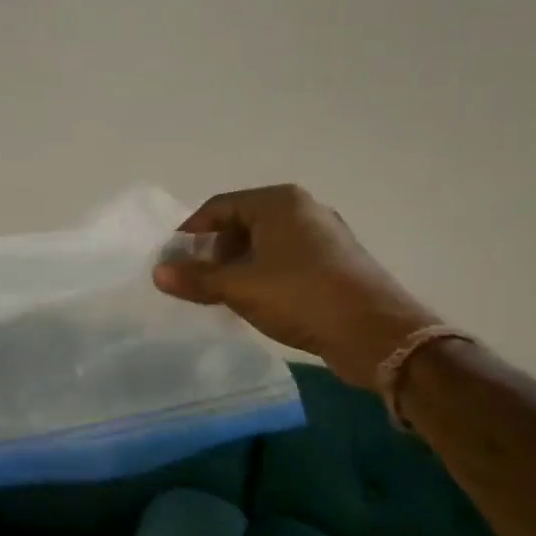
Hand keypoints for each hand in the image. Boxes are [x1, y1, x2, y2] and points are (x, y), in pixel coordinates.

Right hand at [153, 185, 437, 388]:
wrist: (377, 334)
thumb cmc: (301, 296)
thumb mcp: (239, 287)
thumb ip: (196, 278)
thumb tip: (158, 271)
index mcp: (279, 202)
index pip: (218, 207)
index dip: (190, 232)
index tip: (171, 259)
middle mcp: (303, 209)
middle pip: (242, 224)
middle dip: (214, 251)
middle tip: (195, 280)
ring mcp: (324, 236)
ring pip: (265, 245)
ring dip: (238, 266)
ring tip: (221, 294)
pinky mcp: (336, 263)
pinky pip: (286, 261)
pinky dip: (264, 275)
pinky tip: (256, 302)